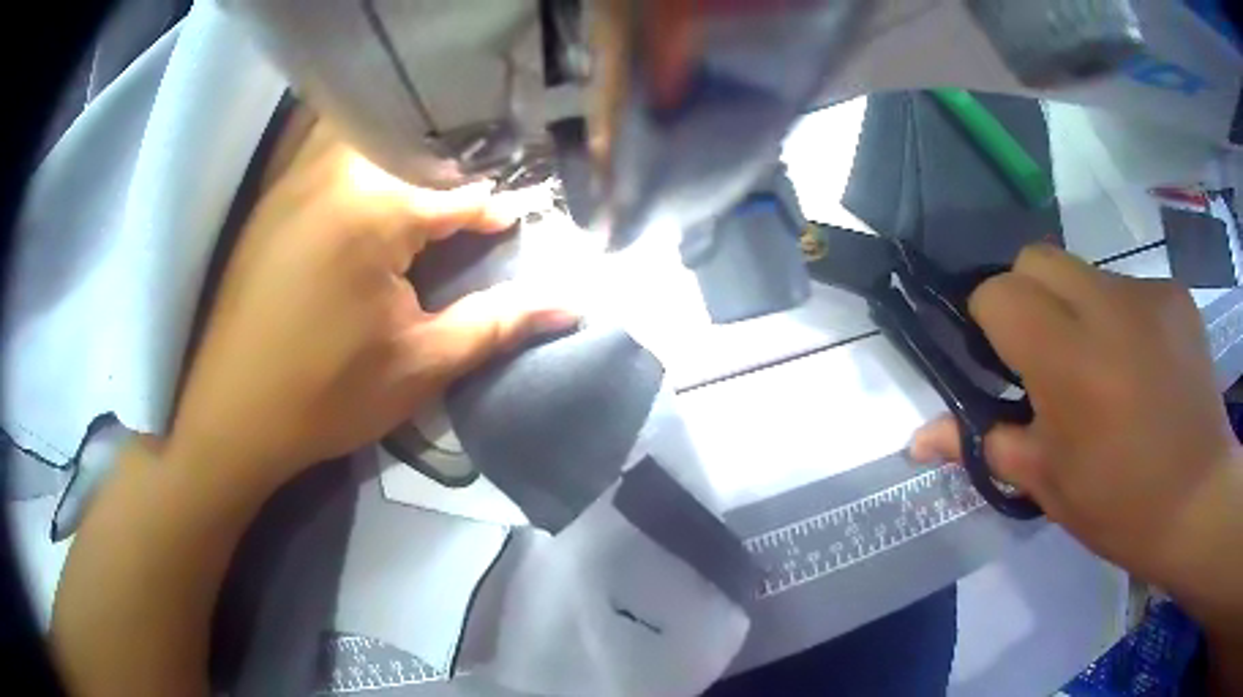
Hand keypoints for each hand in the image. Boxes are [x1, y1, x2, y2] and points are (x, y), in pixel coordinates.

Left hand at [167, 120, 576, 493]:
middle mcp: (332, 174)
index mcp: (376, 210)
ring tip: (416, 185)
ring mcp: (292, 181)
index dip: (492, 214)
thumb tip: (574, 306)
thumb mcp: (421, 366)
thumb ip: (499, 324)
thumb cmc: (326, 396)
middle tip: (465, 201)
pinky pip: (317, 150)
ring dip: (394, 150)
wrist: (230, 417)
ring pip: (358, 133)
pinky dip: (350, 154)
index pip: (457, 197)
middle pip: (409, 145)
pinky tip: (359, 189)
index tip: (515, 223)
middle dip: (446, 169)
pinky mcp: (267, 200)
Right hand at [910, 245, 1242, 605]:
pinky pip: (1130, 289)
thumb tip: (919, 439)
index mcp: (1067, 359)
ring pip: (1085, 272)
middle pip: (1037, 258)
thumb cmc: (1120, 506)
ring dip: (1078, 309)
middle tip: (1046, 357)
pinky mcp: (1175, 294)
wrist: (1199, 501)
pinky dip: (1123, 318)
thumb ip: (985, 444)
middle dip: (1027, 296)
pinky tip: (1143, 367)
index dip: (989, 322)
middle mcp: (1105, 306)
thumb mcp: (1048, 485)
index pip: (998, 292)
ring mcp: (1147, 294)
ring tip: (1104, 369)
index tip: (1002, 361)